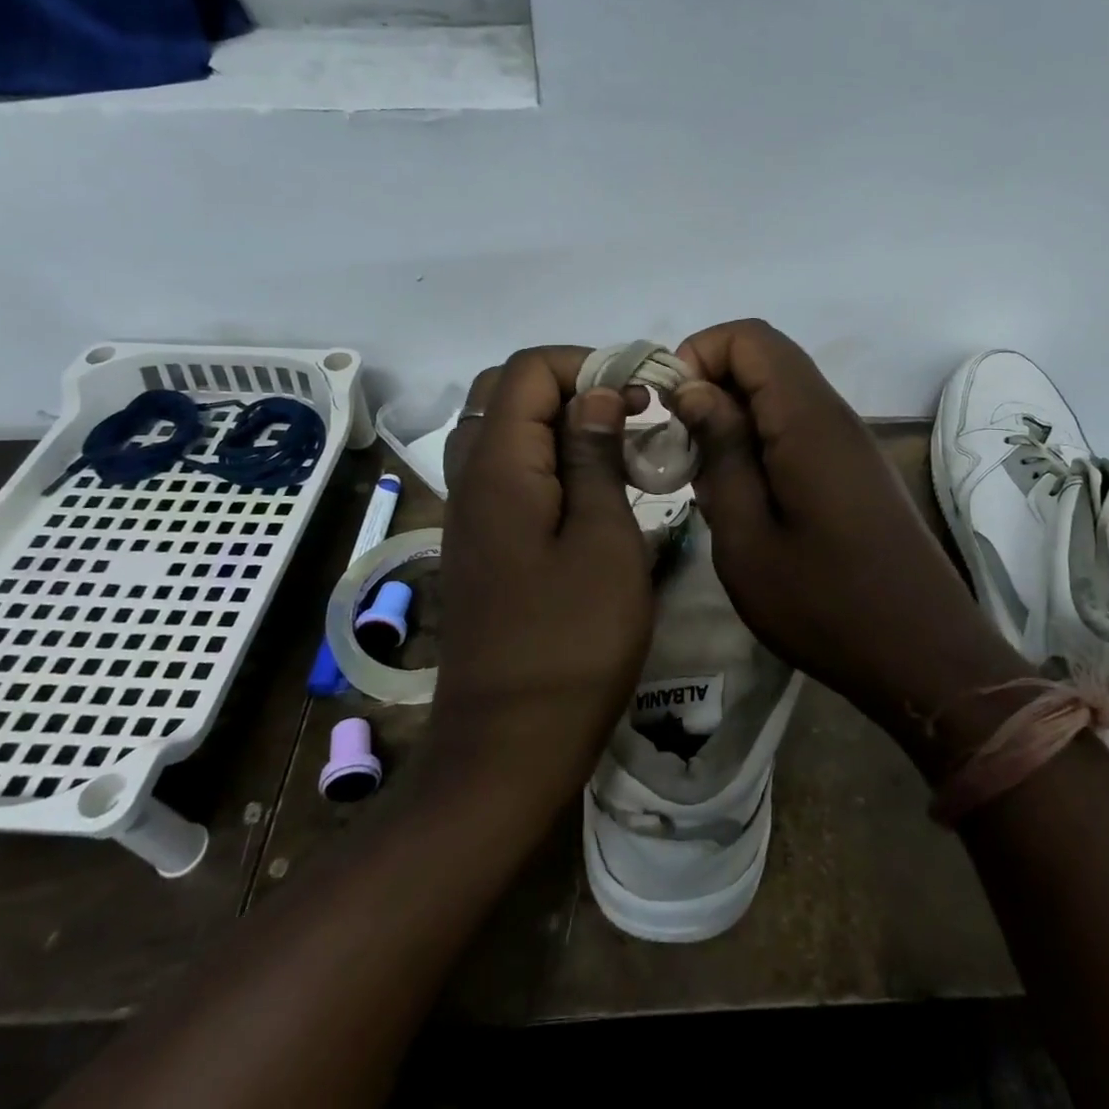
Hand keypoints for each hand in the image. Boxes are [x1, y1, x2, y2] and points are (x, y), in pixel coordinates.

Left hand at [426, 347, 653, 824]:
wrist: (509, 745)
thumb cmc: (572, 643)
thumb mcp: (605, 542)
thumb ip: (594, 458)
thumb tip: (596, 395)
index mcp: (500, 469)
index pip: (527, 370)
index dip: (586, 364)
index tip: (639, 395)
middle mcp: (470, 479)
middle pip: (507, 394)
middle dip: (572, 387)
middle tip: (628, 416)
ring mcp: (469, 514)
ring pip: (504, 432)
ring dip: (559, 423)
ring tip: (615, 449)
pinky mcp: (480, 544)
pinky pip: (507, 473)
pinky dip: (547, 459)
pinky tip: (590, 493)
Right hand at [672, 321, 1020, 755]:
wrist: (923, 656)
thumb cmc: (825, 605)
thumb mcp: (747, 538)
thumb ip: (720, 454)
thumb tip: (695, 391)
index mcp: (808, 420)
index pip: (750, 337)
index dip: (700, 353)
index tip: (671, 409)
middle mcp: (834, 415)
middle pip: (766, 359)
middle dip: (711, 385)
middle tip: (679, 445)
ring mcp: (850, 442)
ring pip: (781, 393)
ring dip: (734, 416)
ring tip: (704, 474)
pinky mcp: (855, 469)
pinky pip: (799, 426)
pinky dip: (760, 440)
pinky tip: (744, 495)